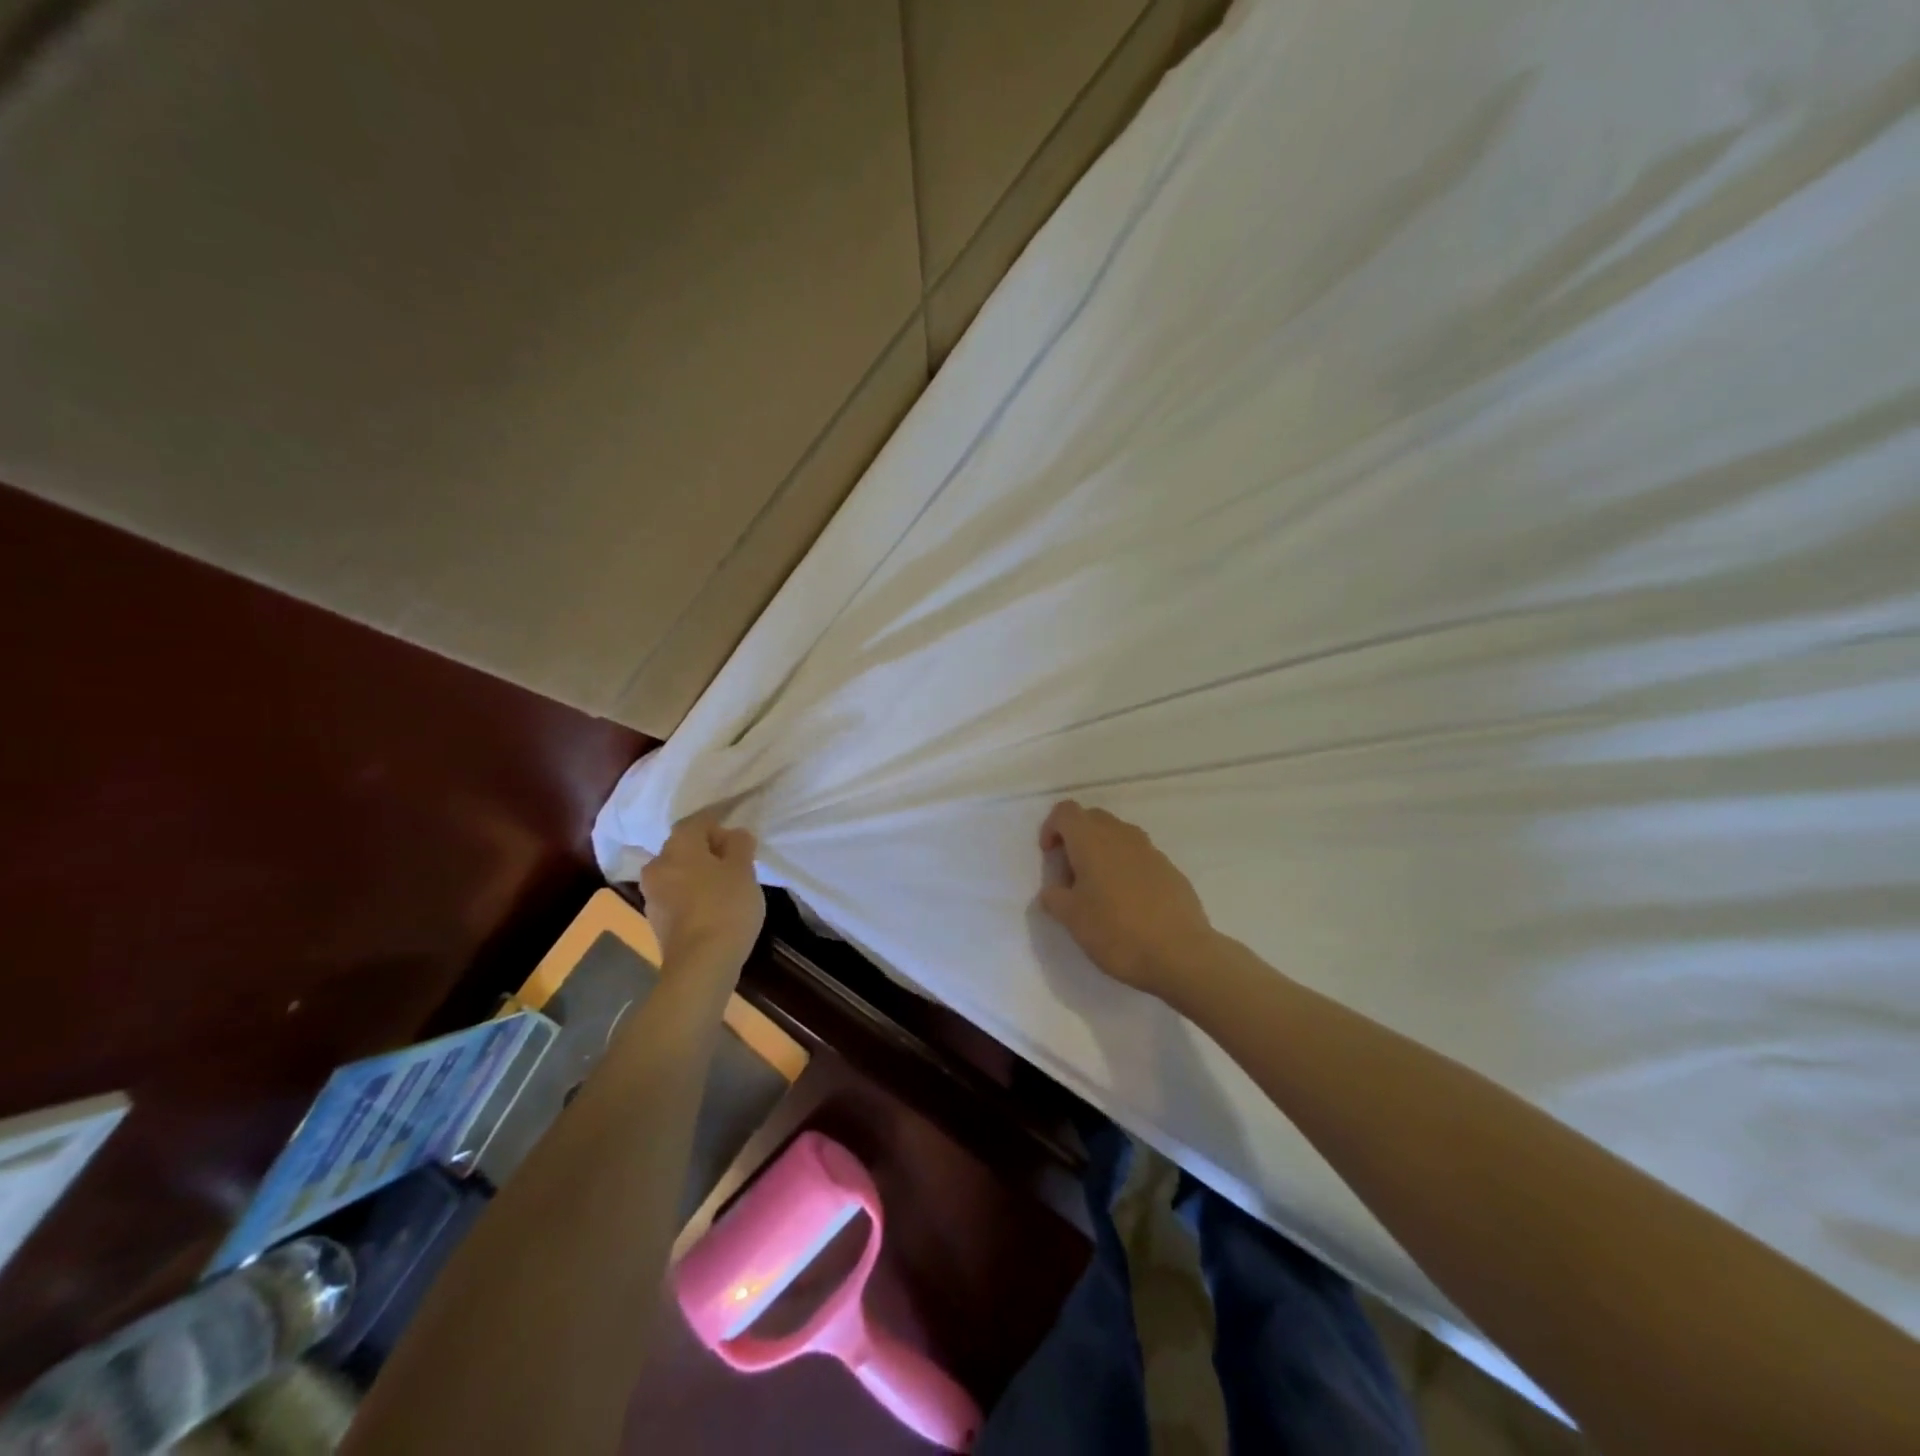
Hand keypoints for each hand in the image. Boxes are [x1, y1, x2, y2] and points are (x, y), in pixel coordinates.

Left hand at [640, 810, 764, 973]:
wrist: (701, 963)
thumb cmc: (725, 906)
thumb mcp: (743, 870)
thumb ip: (740, 845)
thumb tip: (735, 835)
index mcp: (678, 847)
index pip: (697, 822)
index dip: (719, 824)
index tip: (739, 838)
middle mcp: (658, 865)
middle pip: (684, 847)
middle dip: (709, 850)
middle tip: (736, 862)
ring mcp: (653, 895)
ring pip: (679, 872)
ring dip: (699, 873)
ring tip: (727, 886)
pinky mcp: (656, 920)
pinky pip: (677, 895)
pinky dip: (693, 894)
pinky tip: (713, 907)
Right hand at [1037, 800, 1214, 998]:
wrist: (1180, 954)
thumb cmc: (1116, 932)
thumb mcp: (1071, 919)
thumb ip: (1055, 897)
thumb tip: (1054, 889)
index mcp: (1091, 840)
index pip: (1065, 812)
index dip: (1051, 828)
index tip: (1050, 857)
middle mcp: (1121, 835)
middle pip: (1092, 818)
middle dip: (1076, 838)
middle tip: (1071, 874)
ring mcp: (1150, 850)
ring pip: (1118, 836)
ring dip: (1102, 852)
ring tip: (1099, 889)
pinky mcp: (1170, 869)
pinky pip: (1139, 856)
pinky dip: (1126, 867)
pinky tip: (1128, 903)